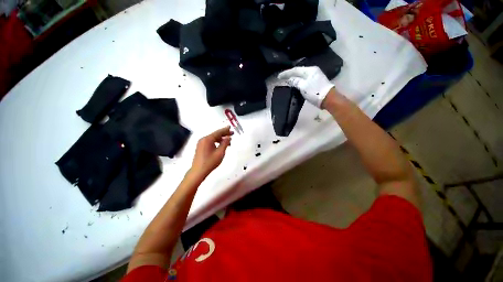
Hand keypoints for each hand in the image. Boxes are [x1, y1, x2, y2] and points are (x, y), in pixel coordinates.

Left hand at [190, 126, 232, 177]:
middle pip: (215, 134)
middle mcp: (203, 139)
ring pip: (213, 138)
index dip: (225, 130)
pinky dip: (216, 142)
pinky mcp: (201, 147)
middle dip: (224, 134)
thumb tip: (228, 137)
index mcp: (207, 139)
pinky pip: (210, 142)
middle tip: (232, 134)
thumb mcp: (220, 152)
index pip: (218, 132)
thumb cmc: (210, 162)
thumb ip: (225, 143)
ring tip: (228, 141)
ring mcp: (201, 143)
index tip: (230, 127)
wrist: (198, 171)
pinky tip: (221, 145)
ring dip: (221, 139)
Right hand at [278, 66, 334, 107]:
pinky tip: (296, 83)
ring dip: (294, 77)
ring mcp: (315, 76)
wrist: (328, 98)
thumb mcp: (303, 86)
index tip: (279, 76)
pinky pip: (305, 79)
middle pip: (299, 71)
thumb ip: (296, 81)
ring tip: (288, 80)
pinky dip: (299, 80)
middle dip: (290, 74)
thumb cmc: (315, 92)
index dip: (286, 73)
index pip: (295, 70)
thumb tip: (290, 79)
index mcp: (309, 70)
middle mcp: (313, 71)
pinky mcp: (316, 82)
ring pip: (302, 75)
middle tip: (282, 77)